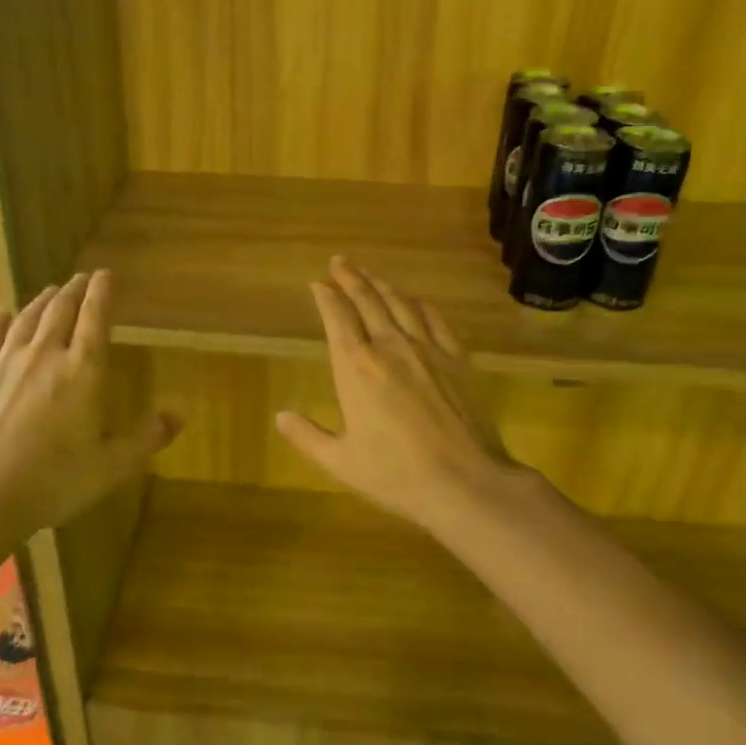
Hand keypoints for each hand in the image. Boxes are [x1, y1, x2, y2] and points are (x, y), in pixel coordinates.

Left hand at [0, 270, 179, 532]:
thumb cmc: (53, 481)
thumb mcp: (110, 466)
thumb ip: (145, 439)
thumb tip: (178, 418)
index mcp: (83, 371)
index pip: (95, 318)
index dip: (102, 292)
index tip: (106, 274)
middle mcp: (44, 354)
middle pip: (60, 310)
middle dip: (73, 290)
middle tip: (81, 279)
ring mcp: (4, 362)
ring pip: (26, 318)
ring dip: (42, 301)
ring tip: (51, 292)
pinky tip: (2, 313)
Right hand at [275, 258, 524, 533]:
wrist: (466, 483)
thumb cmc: (396, 475)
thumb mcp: (340, 462)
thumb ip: (307, 437)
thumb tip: (280, 416)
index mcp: (356, 368)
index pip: (337, 318)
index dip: (326, 297)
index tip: (317, 283)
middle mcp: (390, 347)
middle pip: (367, 301)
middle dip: (351, 278)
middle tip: (339, 261)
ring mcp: (427, 349)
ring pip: (400, 304)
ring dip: (382, 285)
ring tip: (370, 274)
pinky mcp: (457, 360)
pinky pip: (435, 320)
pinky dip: (420, 305)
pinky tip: (416, 301)